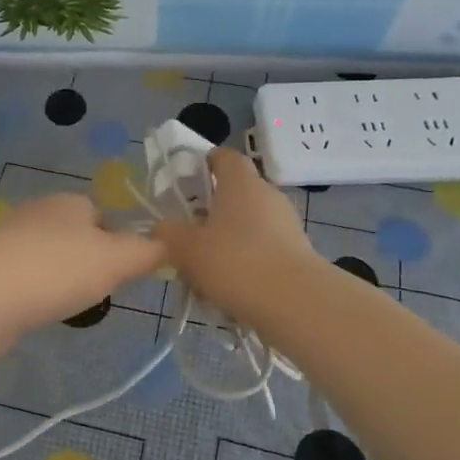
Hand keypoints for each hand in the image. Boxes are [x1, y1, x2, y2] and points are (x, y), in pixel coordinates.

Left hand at [0, 193, 164, 335]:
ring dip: (61, 279)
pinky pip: (26, 279)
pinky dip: (37, 294)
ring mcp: (10, 241)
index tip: (125, 272)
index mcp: (70, 202)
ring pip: (49, 258)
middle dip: (89, 263)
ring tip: (71, 306)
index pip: (103, 215)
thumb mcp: (118, 259)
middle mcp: (39, 213)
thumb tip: (168, 244)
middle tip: (101, 292)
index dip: (119, 242)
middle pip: (75, 236)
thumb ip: (148, 251)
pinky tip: (40, 312)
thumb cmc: (58, 269)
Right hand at [154, 146, 318, 317]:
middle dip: (209, 214)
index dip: (204, 164)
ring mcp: (286, 224)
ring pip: (246, 226)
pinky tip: (227, 292)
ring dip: (225, 243)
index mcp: (241, 182)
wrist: (296, 303)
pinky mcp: (297, 253)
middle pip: (233, 195)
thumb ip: (167, 234)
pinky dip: (244, 265)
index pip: (224, 156)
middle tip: (186, 236)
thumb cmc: (235, 261)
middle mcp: (267, 195)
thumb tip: (161, 230)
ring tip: (203, 274)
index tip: (185, 183)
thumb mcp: (186, 248)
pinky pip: (261, 251)